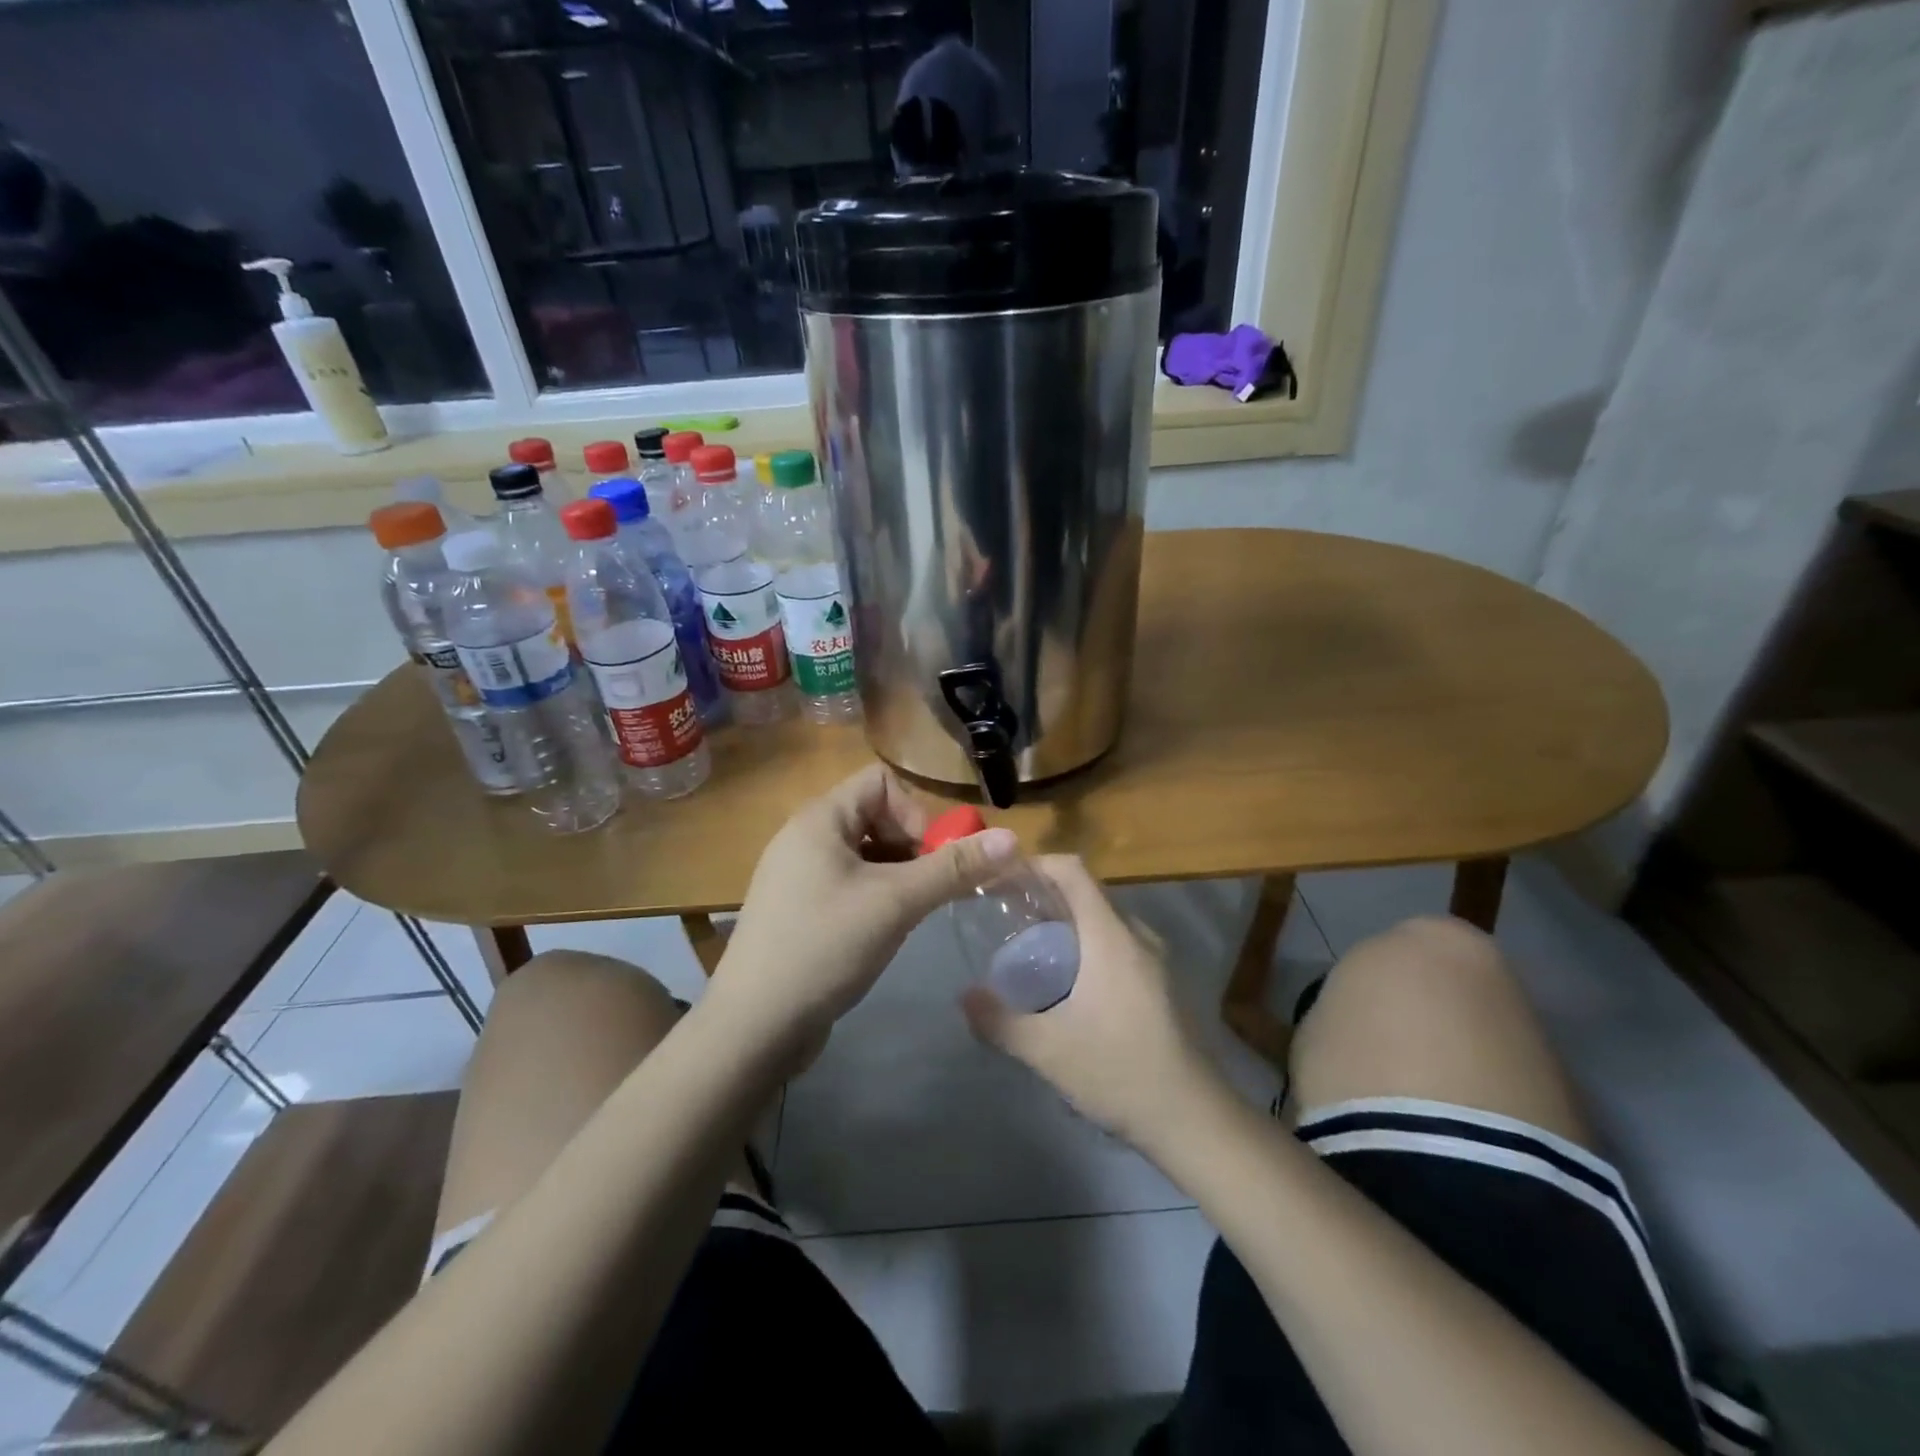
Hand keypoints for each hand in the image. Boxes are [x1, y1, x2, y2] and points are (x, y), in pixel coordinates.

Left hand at [712, 765, 1017, 1062]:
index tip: (931, 859)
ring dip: (898, 875)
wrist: (753, 1026)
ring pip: (865, 855)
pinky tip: (885, 932)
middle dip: (911, 848)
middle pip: (874, 817)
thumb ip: (954, 868)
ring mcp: (798, 876)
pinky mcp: (799, 910)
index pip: (880, 782)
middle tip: (928, 891)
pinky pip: (849, 885)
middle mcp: (804, 838)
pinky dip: (876, 897)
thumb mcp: (896, 903)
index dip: (915, 813)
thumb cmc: (824, 947)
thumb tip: (1012, 838)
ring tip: (910, 914)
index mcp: (819, 820)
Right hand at [961, 856, 1223, 1151]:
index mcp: (1111, 936)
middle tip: (1005, 918)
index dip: (1036, 864)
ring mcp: (1155, 960)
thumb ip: (999, 1021)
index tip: (1001, 877)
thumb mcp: (1048, 1050)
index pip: (1073, 871)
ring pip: (1103, 922)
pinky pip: (1117, 945)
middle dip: (1044, 897)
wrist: (1195, 1121)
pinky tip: (1067, 984)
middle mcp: (1137, 936)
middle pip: (1086, 894)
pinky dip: (1087, 947)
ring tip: (1029, 950)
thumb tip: (964, 997)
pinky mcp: (1162, 984)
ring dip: (1066, 925)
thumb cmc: (1120, 1072)